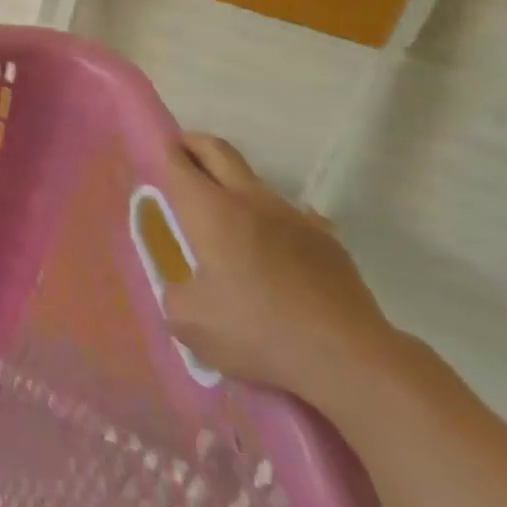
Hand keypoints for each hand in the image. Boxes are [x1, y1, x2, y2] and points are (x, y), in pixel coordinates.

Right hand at [160, 133, 399, 403]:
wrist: (351, 360)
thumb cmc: (258, 331)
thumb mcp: (191, 323)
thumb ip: (176, 296)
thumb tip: (184, 291)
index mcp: (209, 210)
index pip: (178, 162)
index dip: (163, 153)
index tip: (155, 156)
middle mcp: (250, 200)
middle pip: (217, 150)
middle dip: (194, 146)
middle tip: (181, 156)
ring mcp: (294, 217)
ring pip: (255, 182)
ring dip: (235, 187)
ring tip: (227, 220)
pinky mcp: (328, 242)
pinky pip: (291, 218)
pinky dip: (273, 224)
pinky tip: (274, 256)